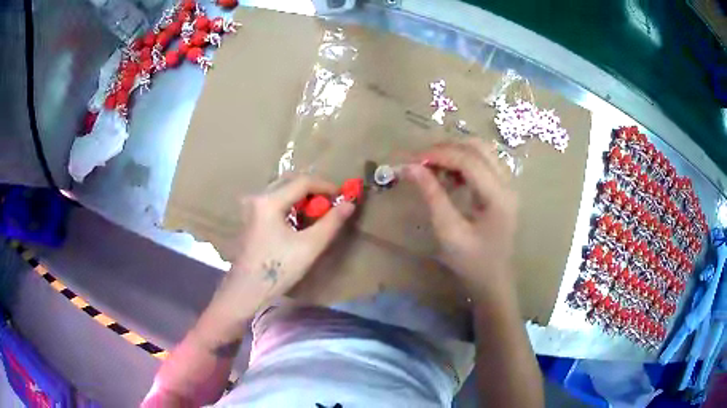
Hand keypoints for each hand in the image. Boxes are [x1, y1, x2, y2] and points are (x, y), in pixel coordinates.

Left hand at [210, 174, 354, 322]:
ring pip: (281, 190)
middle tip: (330, 203)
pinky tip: (298, 220)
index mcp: (269, 201)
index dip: (326, 186)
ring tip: (317, 212)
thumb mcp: (309, 246)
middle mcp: (257, 197)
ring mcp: (251, 207)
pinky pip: (273, 201)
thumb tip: (349, 204)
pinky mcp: (250, 218)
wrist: (247, 290)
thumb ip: (331, 222)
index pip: (302, 182)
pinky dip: (290, 204)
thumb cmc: (278, 269)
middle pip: (290, 182)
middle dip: (313, 189)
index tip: (342, 196)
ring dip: (301, 197)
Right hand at [404, 139, 517, 293]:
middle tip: (422, 160)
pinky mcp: (503, 188)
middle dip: (447, 148)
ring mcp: (508, 185)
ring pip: (482, 151)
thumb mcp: (448, 231)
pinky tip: (448, 174)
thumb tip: (411, 167)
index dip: (439, 154)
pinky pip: (484, 162)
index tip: (413, 159)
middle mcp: (508, 184)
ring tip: (433, 165)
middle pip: (479, 147)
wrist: (493, 280)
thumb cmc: (471, 262)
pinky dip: (463, 161)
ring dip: (456, 151)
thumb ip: (432, 196)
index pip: (469, 160)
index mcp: (498, 197)